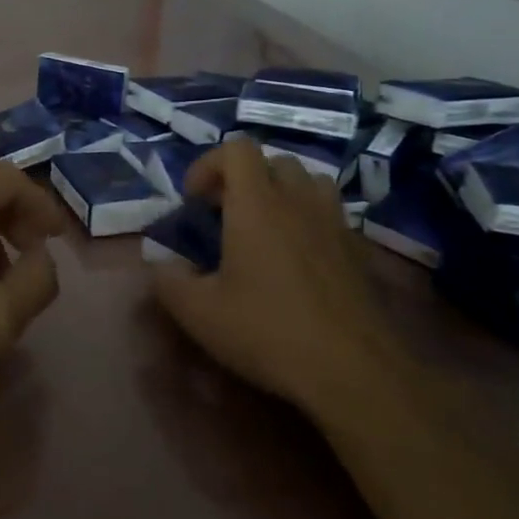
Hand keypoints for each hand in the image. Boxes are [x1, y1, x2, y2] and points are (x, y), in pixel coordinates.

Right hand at [150, 138, 393, 410]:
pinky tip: (298, 260)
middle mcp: (298, 200)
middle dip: (245, 178)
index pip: (237, 148)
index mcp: (257, 204)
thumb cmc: (268, 331)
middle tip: (226, 214)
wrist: (353, 370)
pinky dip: (309, 220)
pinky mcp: (358, 249)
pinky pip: (330, 213)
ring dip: (282, 192)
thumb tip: (160, 265)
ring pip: (308, 181)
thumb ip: (169, 281)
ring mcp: (334, 222)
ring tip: (265, 228)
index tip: (195, 201)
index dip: (209, 165)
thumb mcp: (199, 313)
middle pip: (273, 161)